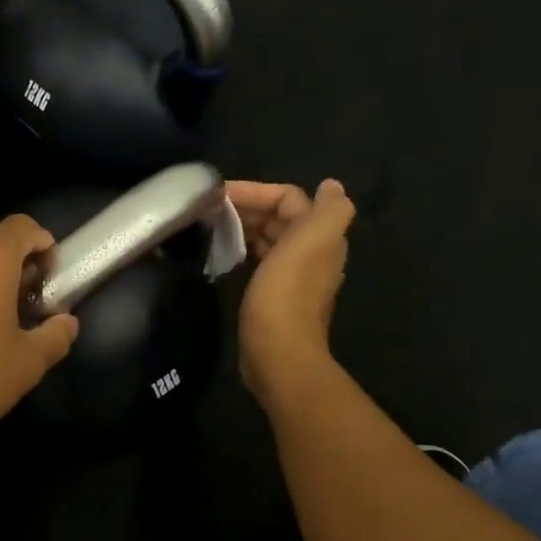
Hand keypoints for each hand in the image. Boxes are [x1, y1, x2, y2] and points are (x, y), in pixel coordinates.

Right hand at [227, 179, 355, 399]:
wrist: (278, 353)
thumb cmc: (286, 294)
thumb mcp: (312, 243)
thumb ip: (329, 210)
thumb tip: (331, 186)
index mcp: (320, 236)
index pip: (288, 198)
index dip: (256, 191)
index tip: (218, 194)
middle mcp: (311, 253)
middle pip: (278, 217)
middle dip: (247, 207)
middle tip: (209, 208)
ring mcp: (293, 276)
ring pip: (269, 238)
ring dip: (244, 227)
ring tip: (212, 225)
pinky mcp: (274, 296)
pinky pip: (261, 261)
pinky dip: (244, 249)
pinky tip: (226, 253)